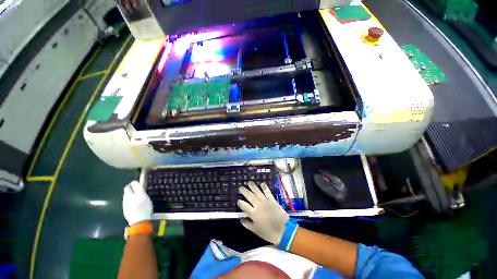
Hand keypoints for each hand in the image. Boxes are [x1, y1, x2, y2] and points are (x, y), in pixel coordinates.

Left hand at [123, 180, 152, 225]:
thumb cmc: (143, 208)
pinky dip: (133, 202)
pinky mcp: (127, 212)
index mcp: (128, 196)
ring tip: (141, 198)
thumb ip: (138, 188)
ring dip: (133, 196)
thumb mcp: (144, 196)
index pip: (128, 186)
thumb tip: (134, 182)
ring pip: (128, 198)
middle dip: (133, 190)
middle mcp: (125, 200)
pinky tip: (138, 205)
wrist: (139, 222)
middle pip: (127, 192)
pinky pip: (129, 204)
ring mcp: (125, 206)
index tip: (139, 184)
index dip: (133, 184)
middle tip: (141, 191)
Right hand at [237, 181, 288, 244]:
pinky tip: (262, 183)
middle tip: (240, 187)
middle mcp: (258, 205)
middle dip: (244, 191)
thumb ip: (248, 224)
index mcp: (253, 214)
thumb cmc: (269, 233)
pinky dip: (265, 187)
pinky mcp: (272, 200)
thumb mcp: (256, 231)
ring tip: (249, 182)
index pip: (244, 206)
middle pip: (250, 196)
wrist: (284, 231)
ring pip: (258, 192)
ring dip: (253, 187)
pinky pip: (268, 192)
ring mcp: (266, 201)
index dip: (240, 202)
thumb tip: (241, 219)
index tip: (237, 200)